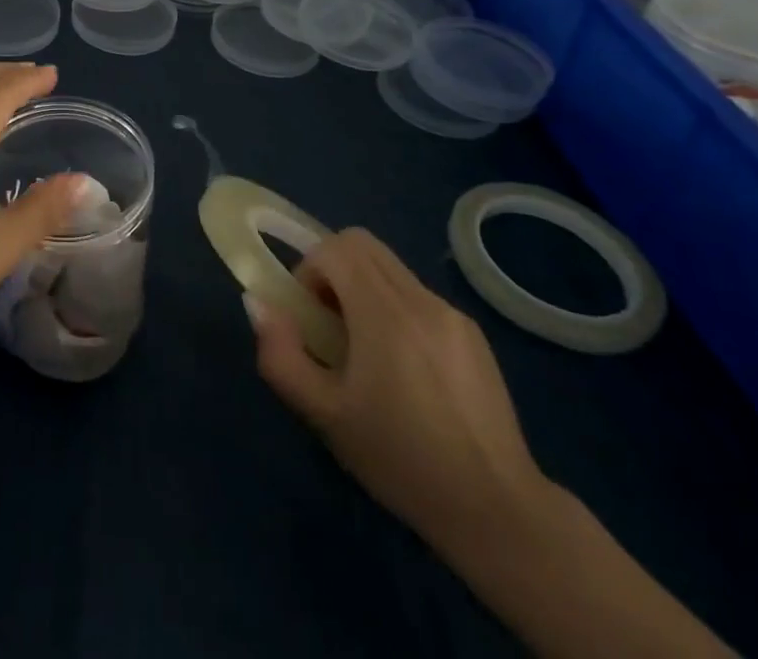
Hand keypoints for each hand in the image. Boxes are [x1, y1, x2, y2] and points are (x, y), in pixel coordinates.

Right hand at [247, 228, 549, 552]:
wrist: (498, 513)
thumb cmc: (401, 461)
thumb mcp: (324, 415)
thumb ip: (280, 355)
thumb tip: (259, 305)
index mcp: (385, 313)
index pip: (336, 247)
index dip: (310, 269)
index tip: (308, 314)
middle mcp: (421, 300)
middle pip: (362, 244)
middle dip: (333, 268)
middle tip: (328, 320)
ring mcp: (452, 314)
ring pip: (390, 268)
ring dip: (363, 288)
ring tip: (366, 351)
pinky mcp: (474, 334)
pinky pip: (418, 296)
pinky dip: (395, 309)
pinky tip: (406, 370)